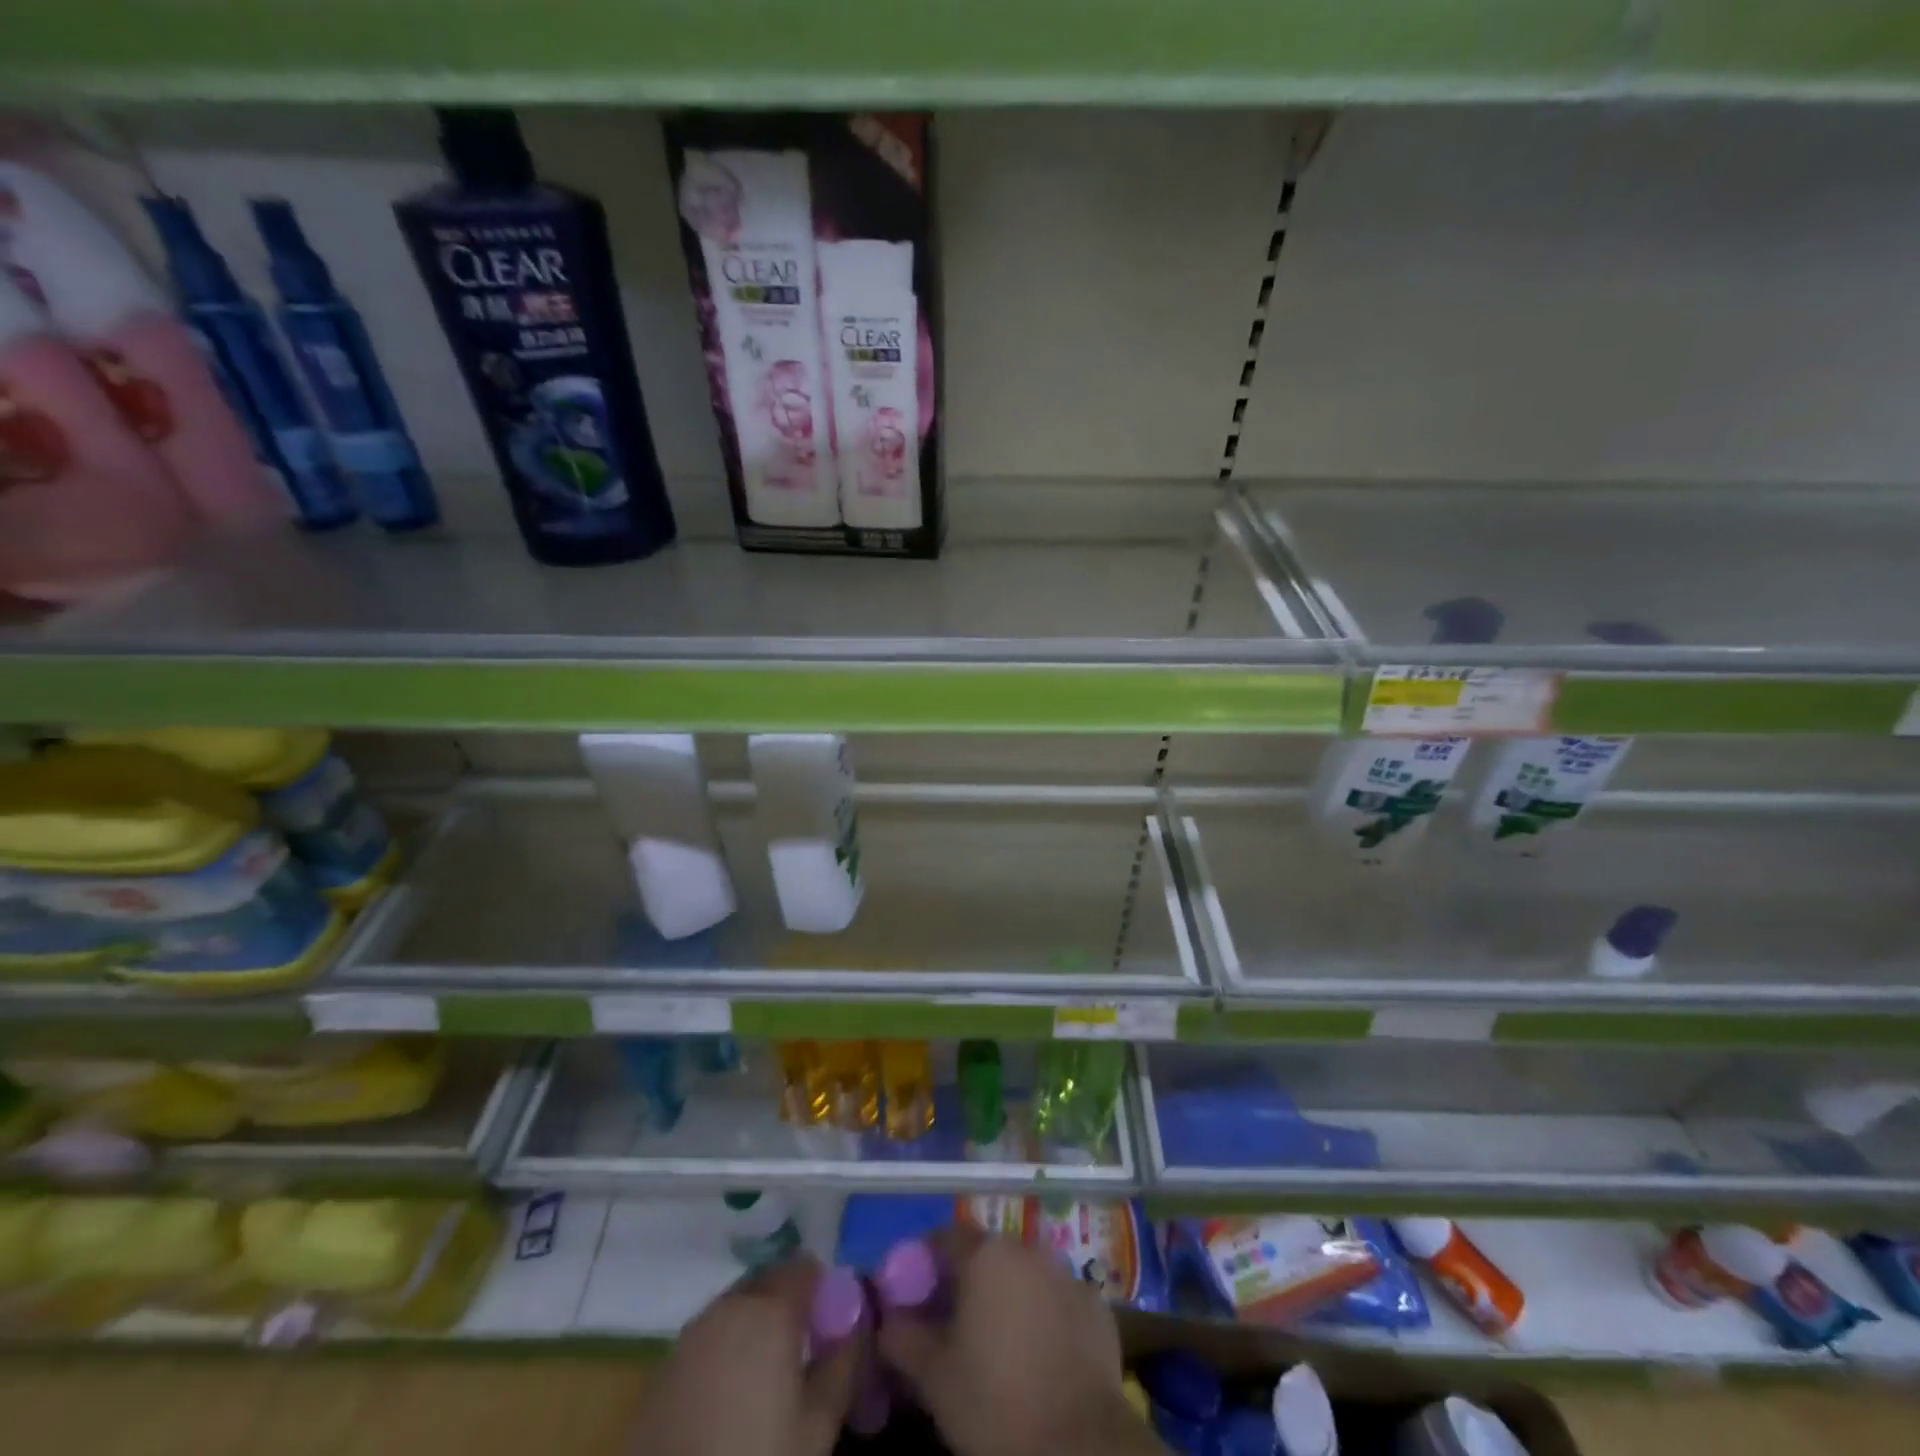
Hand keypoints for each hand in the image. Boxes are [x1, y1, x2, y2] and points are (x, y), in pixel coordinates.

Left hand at [652, 1255, 862, 1455]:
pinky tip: (728, 1400)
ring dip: (756, 1326)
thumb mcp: (816, 1428)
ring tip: (767, 1381)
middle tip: (802, 1355)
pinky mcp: (663, 1367)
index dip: (823, 1290)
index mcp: (769, 1310)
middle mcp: (729, 1306)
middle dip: (789, 1305)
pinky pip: (708, 1337)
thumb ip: (843, 1365)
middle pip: (769, 1282)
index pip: (805, 1267)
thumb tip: (856, 1325)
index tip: (831, 1328)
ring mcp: (690, 1334)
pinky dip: (725, 1350)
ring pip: (737, 1307)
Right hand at [877, 1227, 1140, 1455]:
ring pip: (1024, 1274)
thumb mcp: (934, 1377)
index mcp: (986, 1254)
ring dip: (1007, 1295)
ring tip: (996, 1341)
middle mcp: (1027, 1248)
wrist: (1080, 1444)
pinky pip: (1057, 1299)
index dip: (923, 1264)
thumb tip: (887, 1319)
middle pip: (986, 1254)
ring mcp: (1067, 1273)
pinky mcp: (1096, 1304)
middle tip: (951, 1324)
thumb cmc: (996, 1402)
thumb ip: (903, 1337)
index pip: (943, 1239)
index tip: (912, 1296)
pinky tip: (1039, 1354)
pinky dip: (1044, 1315)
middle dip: (966, 1281)